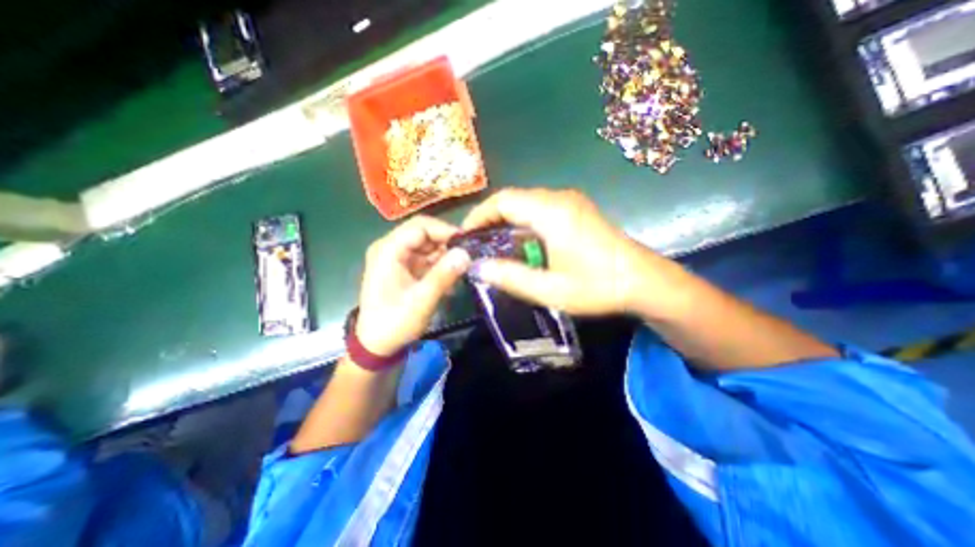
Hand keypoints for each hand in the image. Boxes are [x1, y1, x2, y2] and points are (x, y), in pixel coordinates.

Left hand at [354, 216, 471, 359]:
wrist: (377, 345)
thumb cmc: (394, 323)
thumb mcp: (421, 301)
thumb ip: (443, 275)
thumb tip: (466, 254)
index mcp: (388, 251)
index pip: (419, 227)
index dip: (445, 230)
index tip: (468, 242)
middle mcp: (392, 248)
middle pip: (425, 234)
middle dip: (448, 243)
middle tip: (470, 254)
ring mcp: (399, 258)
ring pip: (429, 245)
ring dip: (447, 254)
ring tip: (465, 266)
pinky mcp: (406, 268)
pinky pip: (428, 258)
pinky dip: (442, 265)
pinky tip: (453, 277)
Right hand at [459, 188, 671, 314]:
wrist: (644, 281)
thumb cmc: (598, 286)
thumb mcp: (550, 289)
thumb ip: (511, 277)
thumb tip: (478, 268)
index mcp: (551, 212)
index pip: (504, 201)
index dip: (479, 215)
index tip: (466, 236)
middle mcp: (559, 198)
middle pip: (514, 199)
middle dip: (491, 219)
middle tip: (477, 244)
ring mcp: (571, 202)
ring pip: (527, 204)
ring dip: (507, 221)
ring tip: (494, 246)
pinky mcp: (577, 210)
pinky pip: (540, 209)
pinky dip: (523, 223)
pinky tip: (521, 244)